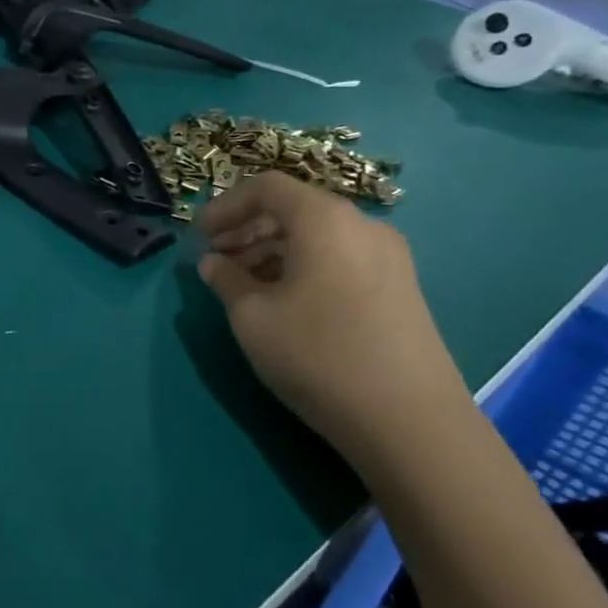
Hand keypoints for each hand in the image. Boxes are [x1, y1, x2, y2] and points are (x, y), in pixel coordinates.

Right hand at [196, 172, 473, 475]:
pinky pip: (340, 258)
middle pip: (294, 209)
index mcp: (324, 219)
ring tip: (244, 285)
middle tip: (216, 260)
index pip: (266, 187)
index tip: (198, 236)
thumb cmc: (317, 354)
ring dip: (273, 250)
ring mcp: (388, 257)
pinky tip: (285, 301)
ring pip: (317, 236)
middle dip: (247, 229)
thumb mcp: (252, 317)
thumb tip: (213, 263)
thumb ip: (225, 280)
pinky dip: (303, 266)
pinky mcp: (400, 287)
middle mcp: (361, 225)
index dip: (224, 206)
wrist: (409, 420)